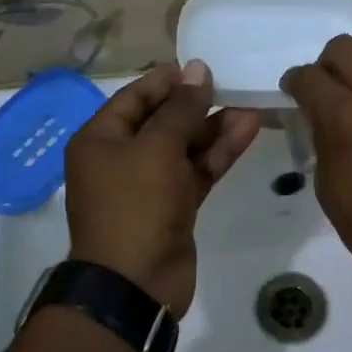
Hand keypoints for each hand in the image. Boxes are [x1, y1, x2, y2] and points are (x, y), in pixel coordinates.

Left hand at [64, 60, 261, 317]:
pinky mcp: (173, 206)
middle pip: (162, 120)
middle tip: (232, 85)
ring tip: (251, 105)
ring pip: (185, 146)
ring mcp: (149, 184)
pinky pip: (197, 170)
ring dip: (215, 127)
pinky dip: (219, 153)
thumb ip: (181, 108)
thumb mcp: (158, 148)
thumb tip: (197, 69)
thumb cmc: (135, 205)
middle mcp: (121, 158)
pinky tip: (248, 130)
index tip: (202, 67)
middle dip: (198, 104)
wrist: (134, 285)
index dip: (168, 80)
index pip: (135, 97)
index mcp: (100, 139)